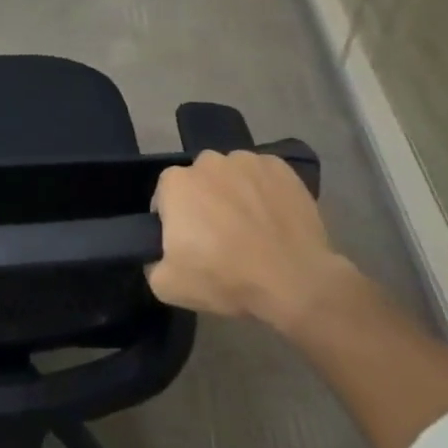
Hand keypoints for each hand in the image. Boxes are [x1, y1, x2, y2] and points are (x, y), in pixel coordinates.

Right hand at [148, 149, 354, 334]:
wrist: (295, 281)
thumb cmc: (226, 278)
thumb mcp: (169, 286)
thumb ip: (153, 264)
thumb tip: (159, 255)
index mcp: (176, 182)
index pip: (166, 197)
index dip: (176, 222)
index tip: (190, 245)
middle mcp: (208, 161)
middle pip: (199, 182)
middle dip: (205, 203)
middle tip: (221, 238)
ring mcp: (247, 160)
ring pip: (232, 175)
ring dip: (236, 194)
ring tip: (252, 229)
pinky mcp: (280, 167)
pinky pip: (264, 177)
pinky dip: (265, 192)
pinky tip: (275, 220)